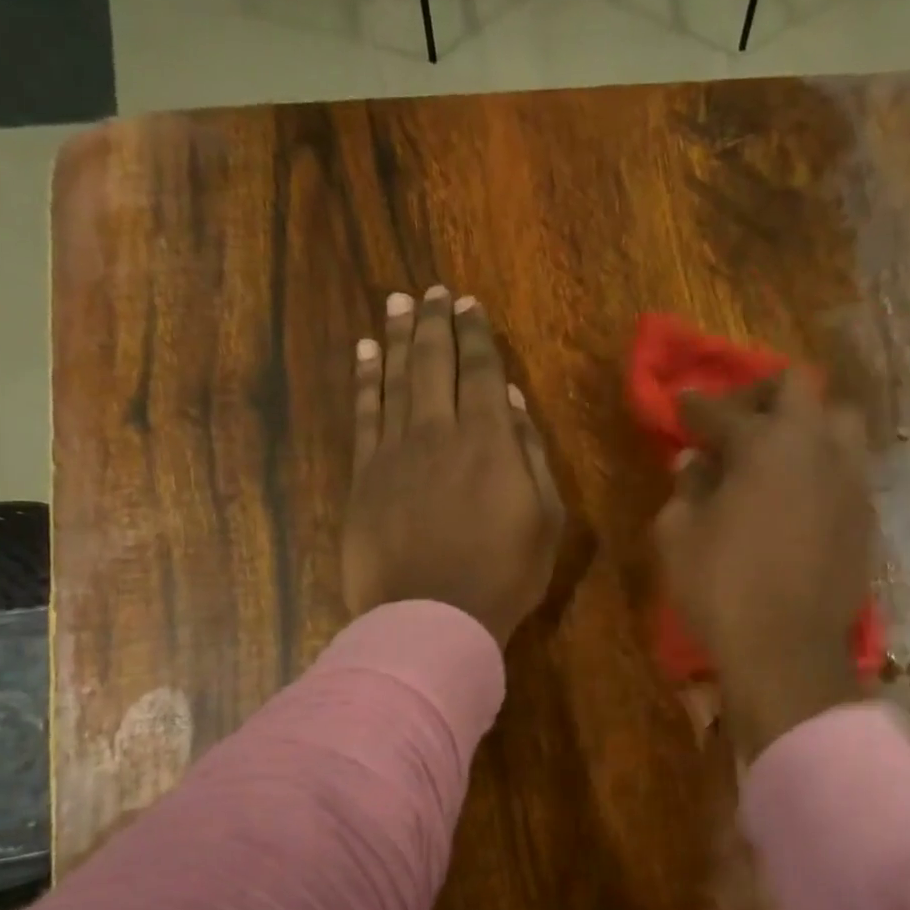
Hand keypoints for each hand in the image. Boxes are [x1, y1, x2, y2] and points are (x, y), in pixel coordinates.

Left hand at [342, 287, 565, 646]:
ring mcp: (394, 450)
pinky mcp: (364, 474)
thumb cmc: (503, 575)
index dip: (475, 334)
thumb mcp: (545, 519)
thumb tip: (509, 400)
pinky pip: (364, 413)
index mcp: (488, 440)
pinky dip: (366, 378)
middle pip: (434, 363)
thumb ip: (529, 454)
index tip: (468, 304)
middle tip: (433, 292)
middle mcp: (438, 431)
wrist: (432, 617)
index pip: (479, 370)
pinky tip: (367, 352)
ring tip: (399, 303)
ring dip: (399, 337)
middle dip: (436, 322)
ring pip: (396, 378)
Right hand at [653, 370, 872, 758]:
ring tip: (778, 453)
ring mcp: (850, 482)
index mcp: (768, 444)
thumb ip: (686, 488)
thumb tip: (694, 463)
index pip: (725, 410)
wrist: (787, 653)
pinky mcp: (865, 517)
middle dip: (762, 396)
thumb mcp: (679, 536)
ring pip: (840, 422)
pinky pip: (848, 468)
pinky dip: (822, 466)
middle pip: (800, 389)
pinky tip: (799, 494)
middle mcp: (818, 448)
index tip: (680, 405)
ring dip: (806, 425)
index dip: (696, 406)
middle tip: (736, 422)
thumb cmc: (722, 588)